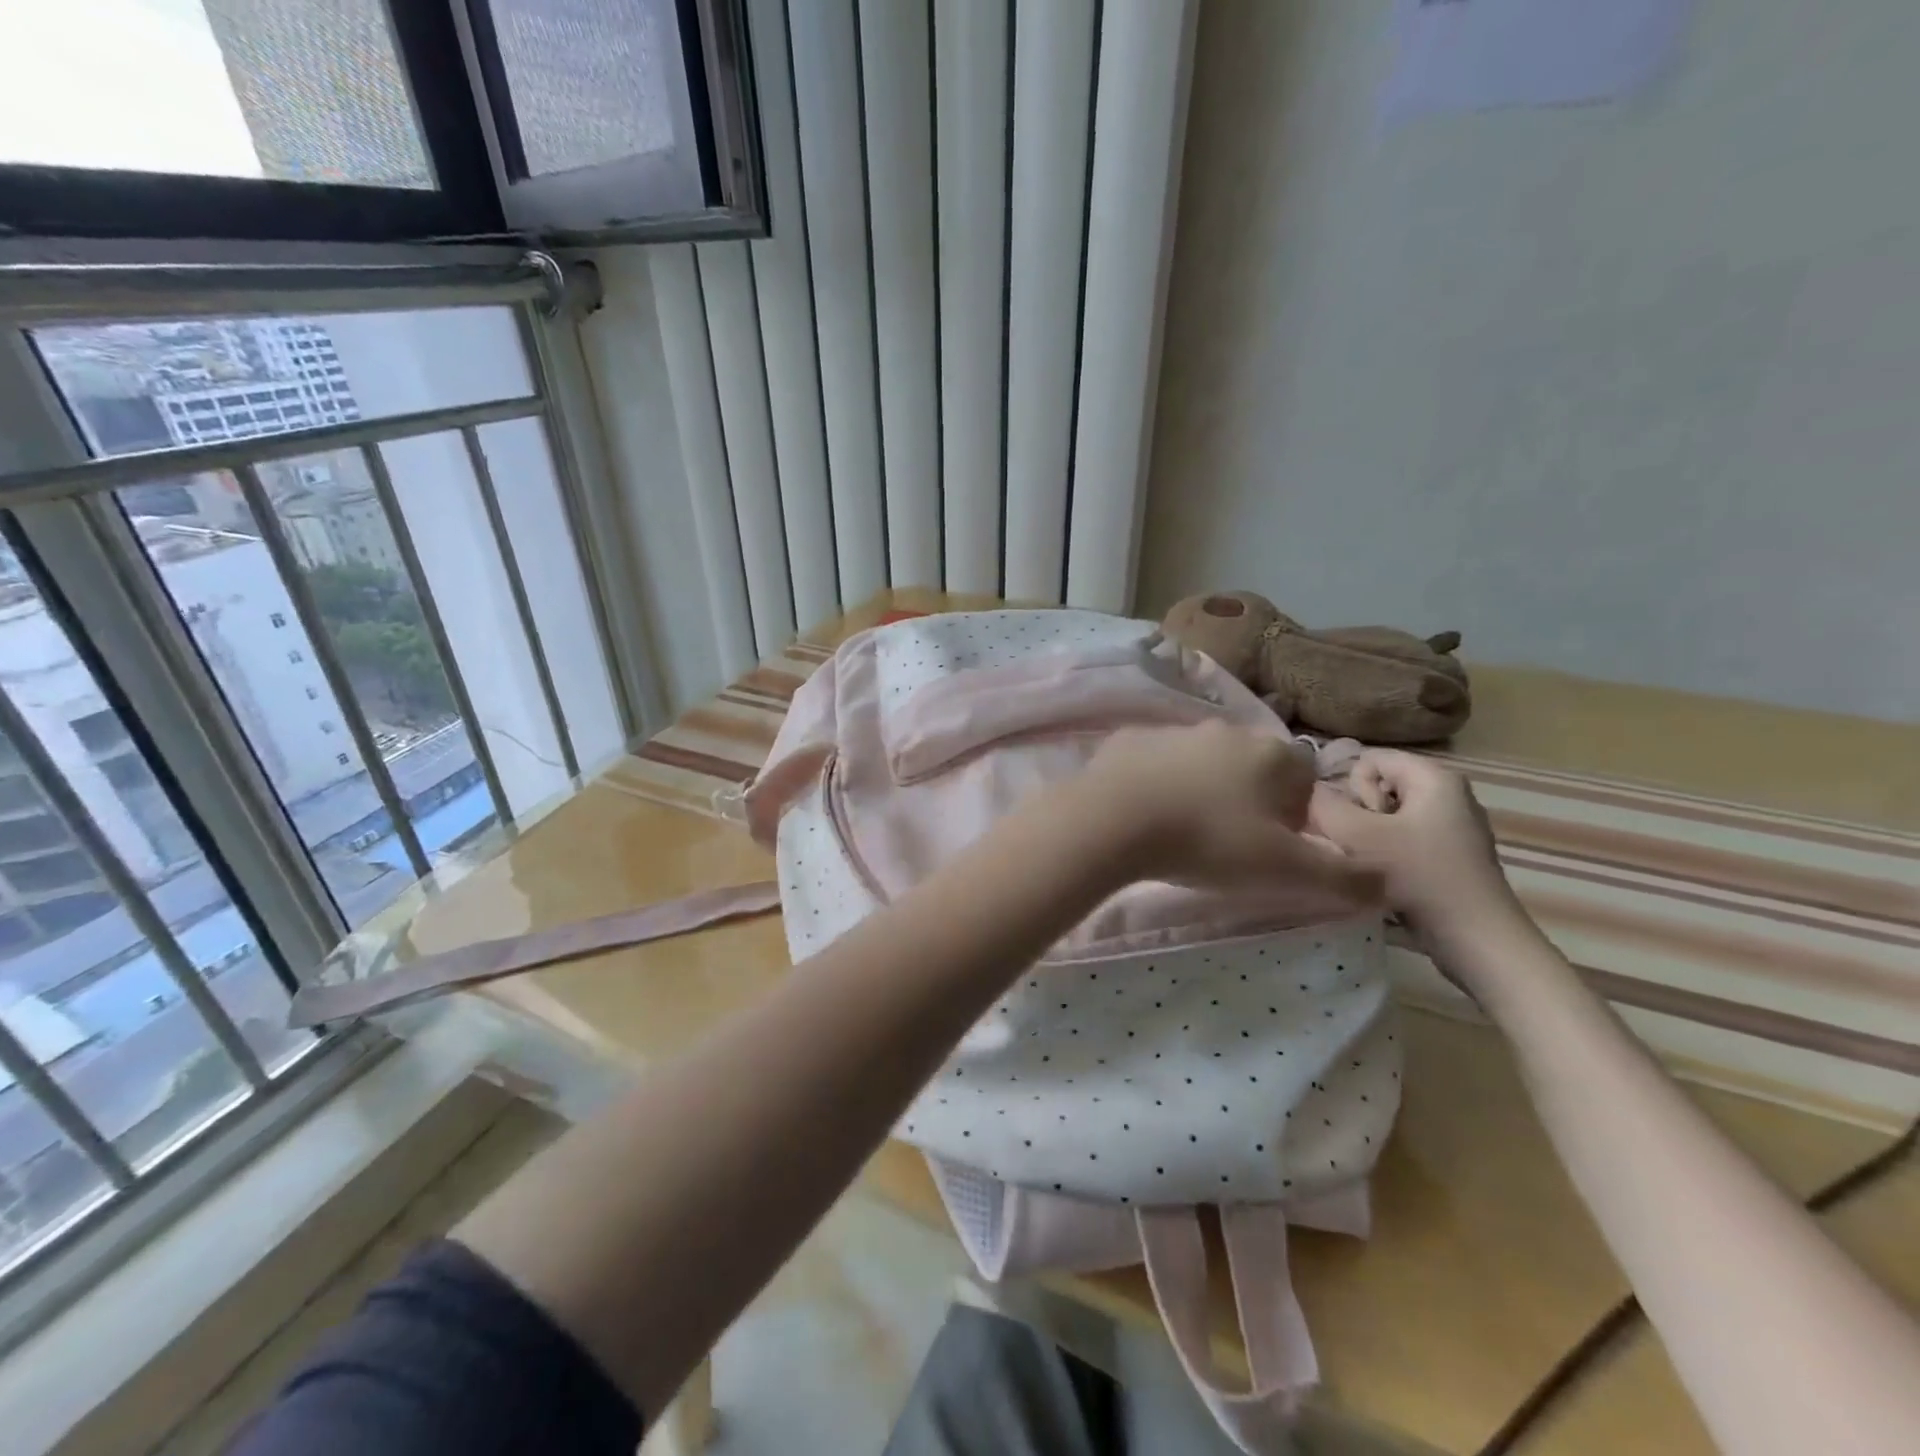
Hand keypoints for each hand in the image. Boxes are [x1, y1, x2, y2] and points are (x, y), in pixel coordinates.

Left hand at [1067, 722, 1381, 903]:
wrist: (1114, 820)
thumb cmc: (1208, 841)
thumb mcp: (1284, 870)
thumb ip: (1343, 878)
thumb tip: (1384, 882)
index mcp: (1272, 755)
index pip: (1304, 780)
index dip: (1296, 817)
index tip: (1273, 848)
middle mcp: (1226, 731)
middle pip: (1254, 768)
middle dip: (1250, 801)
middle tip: (1227, 843)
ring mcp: (1174, 730)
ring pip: (1203, 761)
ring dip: (1202, 789)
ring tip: (1182, 831)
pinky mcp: (1129, 739)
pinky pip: (1156, 761)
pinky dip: (1157, 782)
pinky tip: (1144, 813)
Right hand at [1310, 749, 1516, 937]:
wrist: (1477, 939)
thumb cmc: (1420, 876)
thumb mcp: (1358, 836)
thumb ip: (1324, 807)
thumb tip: (1308, 793)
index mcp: (1434, 777)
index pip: (1369, 759)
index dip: (1350, 787)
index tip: (1360, 823)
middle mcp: (1448, 794)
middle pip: (1378, 786)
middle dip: (1359, 814)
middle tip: (1364, 847)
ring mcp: (1453, 826)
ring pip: (1387, 816)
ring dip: (1369, 839)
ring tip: (1372, 867)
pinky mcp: (1452, 856)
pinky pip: (1404, 839)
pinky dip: (1388, 856)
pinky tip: (1388, 880)